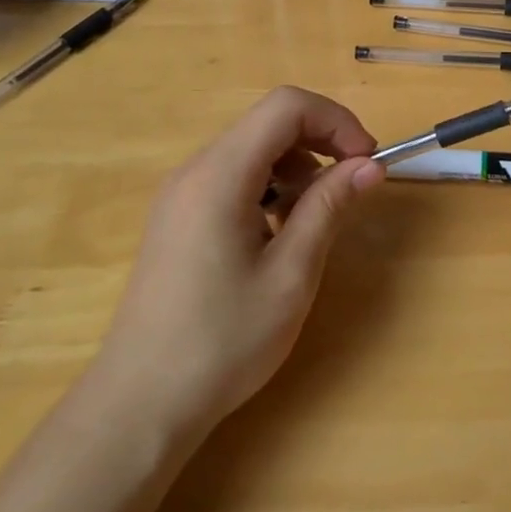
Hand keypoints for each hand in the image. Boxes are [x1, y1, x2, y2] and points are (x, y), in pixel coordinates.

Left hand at [91, 87, 384, 432]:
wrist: (141, 404)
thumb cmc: (222, 342)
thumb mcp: (291, 274)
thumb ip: (329, 207)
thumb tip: (369, 165)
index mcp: (219, 175)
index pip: (286, 107)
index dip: (335, 121)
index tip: (366, 161)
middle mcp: (195, 170)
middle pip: (268, 122)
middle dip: (320, 140)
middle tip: (352, 184)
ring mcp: (180, 193)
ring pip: (252, 148)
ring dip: (296, 164)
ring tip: (315, 216)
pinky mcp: (178, 216)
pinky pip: (232, 175)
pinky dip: (269, 185)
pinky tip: (278, 231)